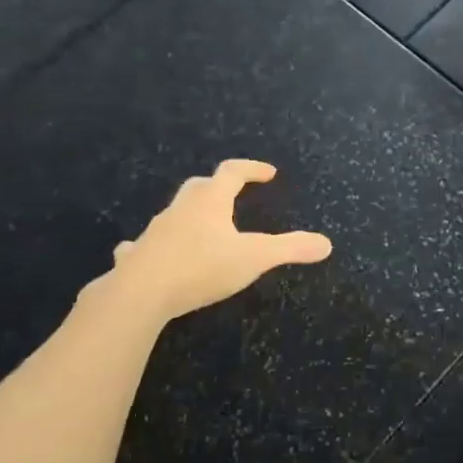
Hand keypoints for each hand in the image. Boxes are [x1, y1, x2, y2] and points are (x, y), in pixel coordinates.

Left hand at [95, 160, 331, 321]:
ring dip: (190, 214)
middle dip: (218, 186)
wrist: (139, 294)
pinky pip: (143, 244)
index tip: (268, 173)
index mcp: (210, 202)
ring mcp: (155, 231)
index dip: (251, 169)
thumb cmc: (201, 267)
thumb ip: (291, 248)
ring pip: (174, 213)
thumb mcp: (255, 258)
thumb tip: (327, 244)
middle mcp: (181, 209)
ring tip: (202, 226)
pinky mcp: (136, 256)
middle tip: (233, 194)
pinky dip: (152, 244)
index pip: (232, 172)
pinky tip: (150, 253)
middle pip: (200, 186)